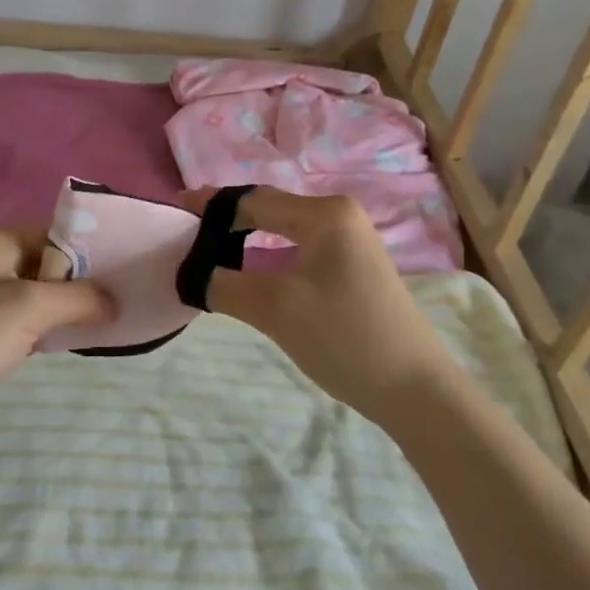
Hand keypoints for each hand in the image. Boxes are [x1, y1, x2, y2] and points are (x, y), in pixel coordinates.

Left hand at [0, 227, 111, 451]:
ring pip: (45, 293)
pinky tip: (85, 336)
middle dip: (86, 279)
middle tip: (128, 293)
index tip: (129, 267)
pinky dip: (58, 326)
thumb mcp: (29, 307)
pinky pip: (34, 320)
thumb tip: (117, 302)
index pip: (55, 232)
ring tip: (117, 314)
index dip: (91, 249)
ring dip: (74, 305)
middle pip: (52, 262)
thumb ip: (79, 297)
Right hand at [180, 187, 456, 420]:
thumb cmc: (345, 338)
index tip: (173, 211)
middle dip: (225, 218)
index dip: (210, 205)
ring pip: (283, 227)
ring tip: (209, 248)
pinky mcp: (353, 265)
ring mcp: (350, 240)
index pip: (253, 199)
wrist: (416, 391)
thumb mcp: (276, 310)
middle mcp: (339, 214)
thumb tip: (189, 275)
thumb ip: (224, 285)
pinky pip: (298, 246)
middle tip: (186, 231)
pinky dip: (267, 252)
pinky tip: (250, 267)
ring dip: (245, 235)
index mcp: (325, 213)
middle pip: (268, 207)